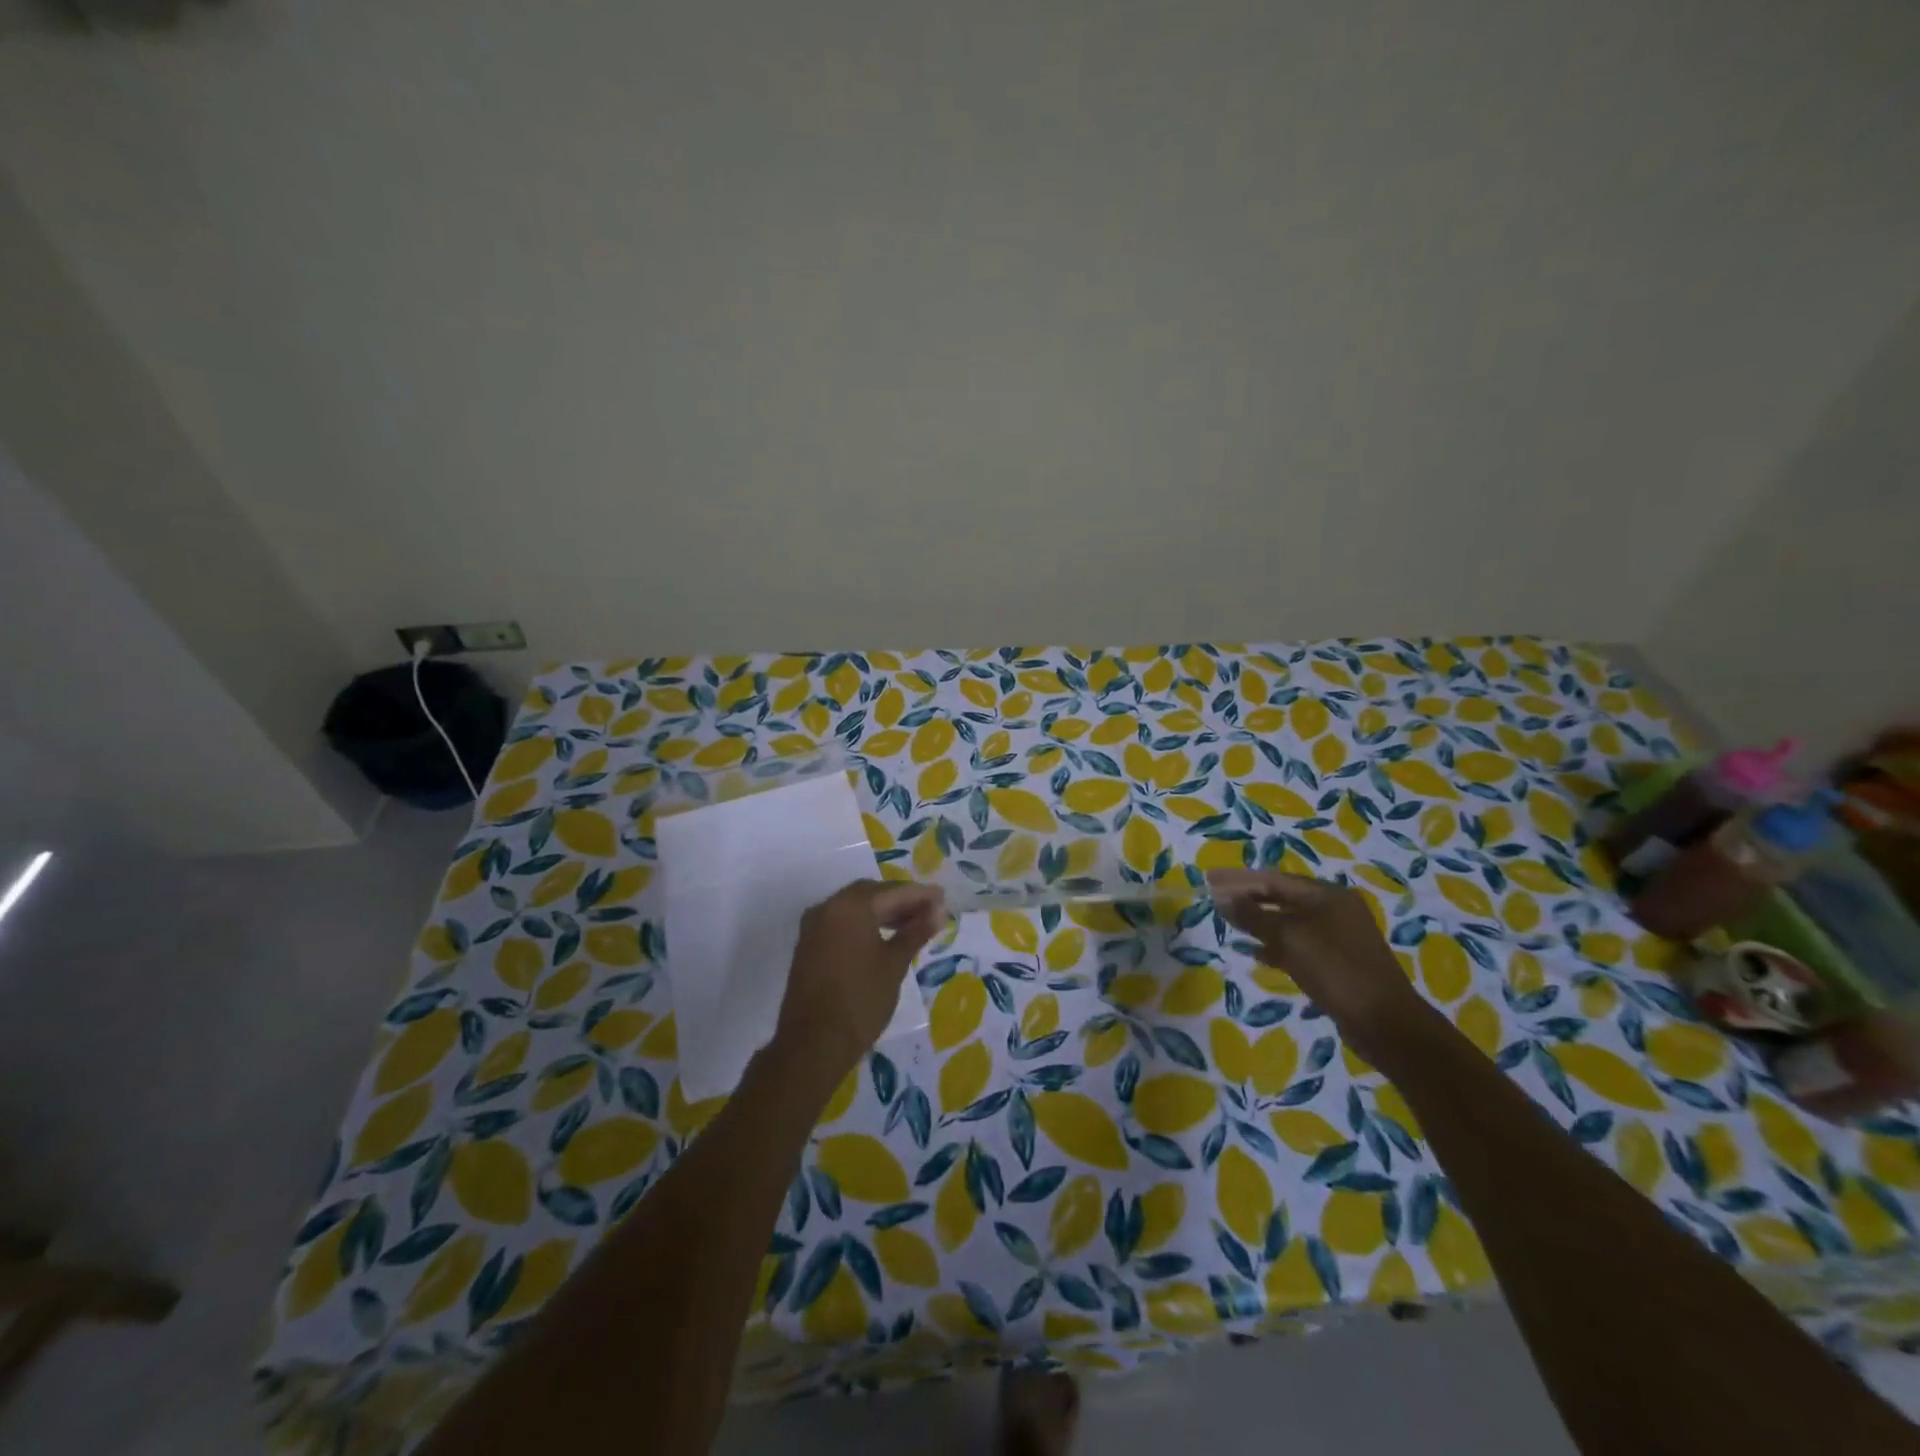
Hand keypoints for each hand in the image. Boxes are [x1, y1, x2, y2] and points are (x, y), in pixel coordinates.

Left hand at [772, 880, 946, 1091]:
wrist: (813, 1044)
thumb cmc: (860, 1001)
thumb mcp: (894, 965)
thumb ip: (915, 932)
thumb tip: (937, 912)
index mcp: (850, 907)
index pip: (892, 891)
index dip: (920, 894)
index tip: (943, 898)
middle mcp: (827, 907)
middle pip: (871, 894)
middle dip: (901, 900)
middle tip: (929, 911)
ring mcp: (814, 926)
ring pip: (855, 907)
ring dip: (883, 911)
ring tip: (912, 925)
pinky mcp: (809, 945)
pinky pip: (842, 922)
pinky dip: (865, 923)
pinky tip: (885, 937)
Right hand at [1205, 868, 1434, 1063]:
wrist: (1385, 1023)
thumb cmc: (1336, 970)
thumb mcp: (1289, 938)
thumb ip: (1253, 916)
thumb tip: (1222, 898)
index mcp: (1327, 894)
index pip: (1273, 879)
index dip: (1238, 879)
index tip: (1209, 878)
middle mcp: (1334, 909)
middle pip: (1281, 896)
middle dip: (1247, 896)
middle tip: (1213, 896)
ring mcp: (1337, 936)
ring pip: (1288, 921)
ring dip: (1258, 920)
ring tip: (1229, 922)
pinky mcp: (1336, 962)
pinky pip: (1296, 944)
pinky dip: (1274, 944)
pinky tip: (1254, 952)